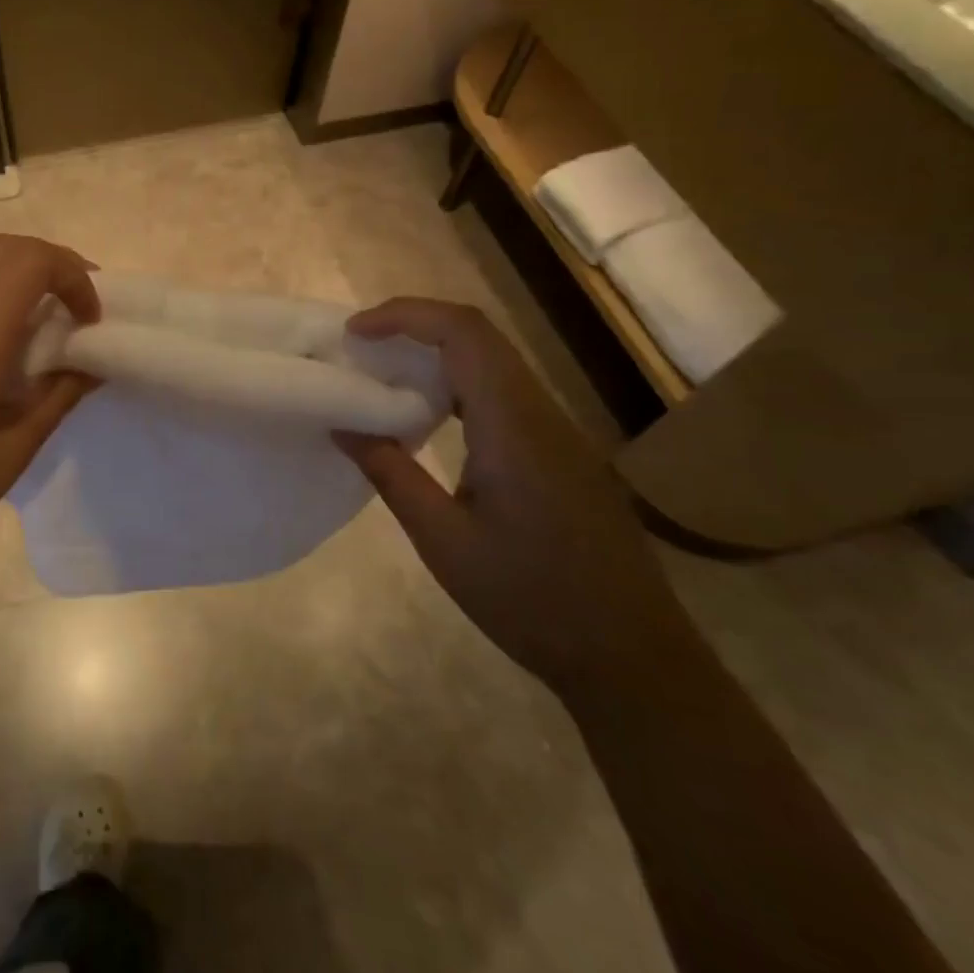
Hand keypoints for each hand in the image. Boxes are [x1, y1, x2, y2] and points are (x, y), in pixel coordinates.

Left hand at [0, 235, 99, 591]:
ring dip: (11, 271)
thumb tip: (93, 364)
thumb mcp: (12, 449)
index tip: (91, 321)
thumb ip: (58, 395)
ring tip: (35, 315)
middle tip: (76, 308)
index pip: (31, 259)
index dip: (74, 276)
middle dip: (50, 265)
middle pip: (2, 249)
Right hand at [335, 299, 694, 701]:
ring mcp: (559, 433)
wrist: (632, 657)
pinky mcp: (562, 453)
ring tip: (383, 376)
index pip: (464, 333)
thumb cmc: (531, 601)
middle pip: (479, 337)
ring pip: (494, 362)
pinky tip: (429, 419)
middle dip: (414, 326)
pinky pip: (505, 394)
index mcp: (514, 428)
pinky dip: (458, 384)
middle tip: (359, 348)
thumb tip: (341, 424)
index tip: (355, 332)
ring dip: (436, 354)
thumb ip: (390, 473)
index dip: (406, 315)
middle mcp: (542, 415)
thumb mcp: (444, 542)